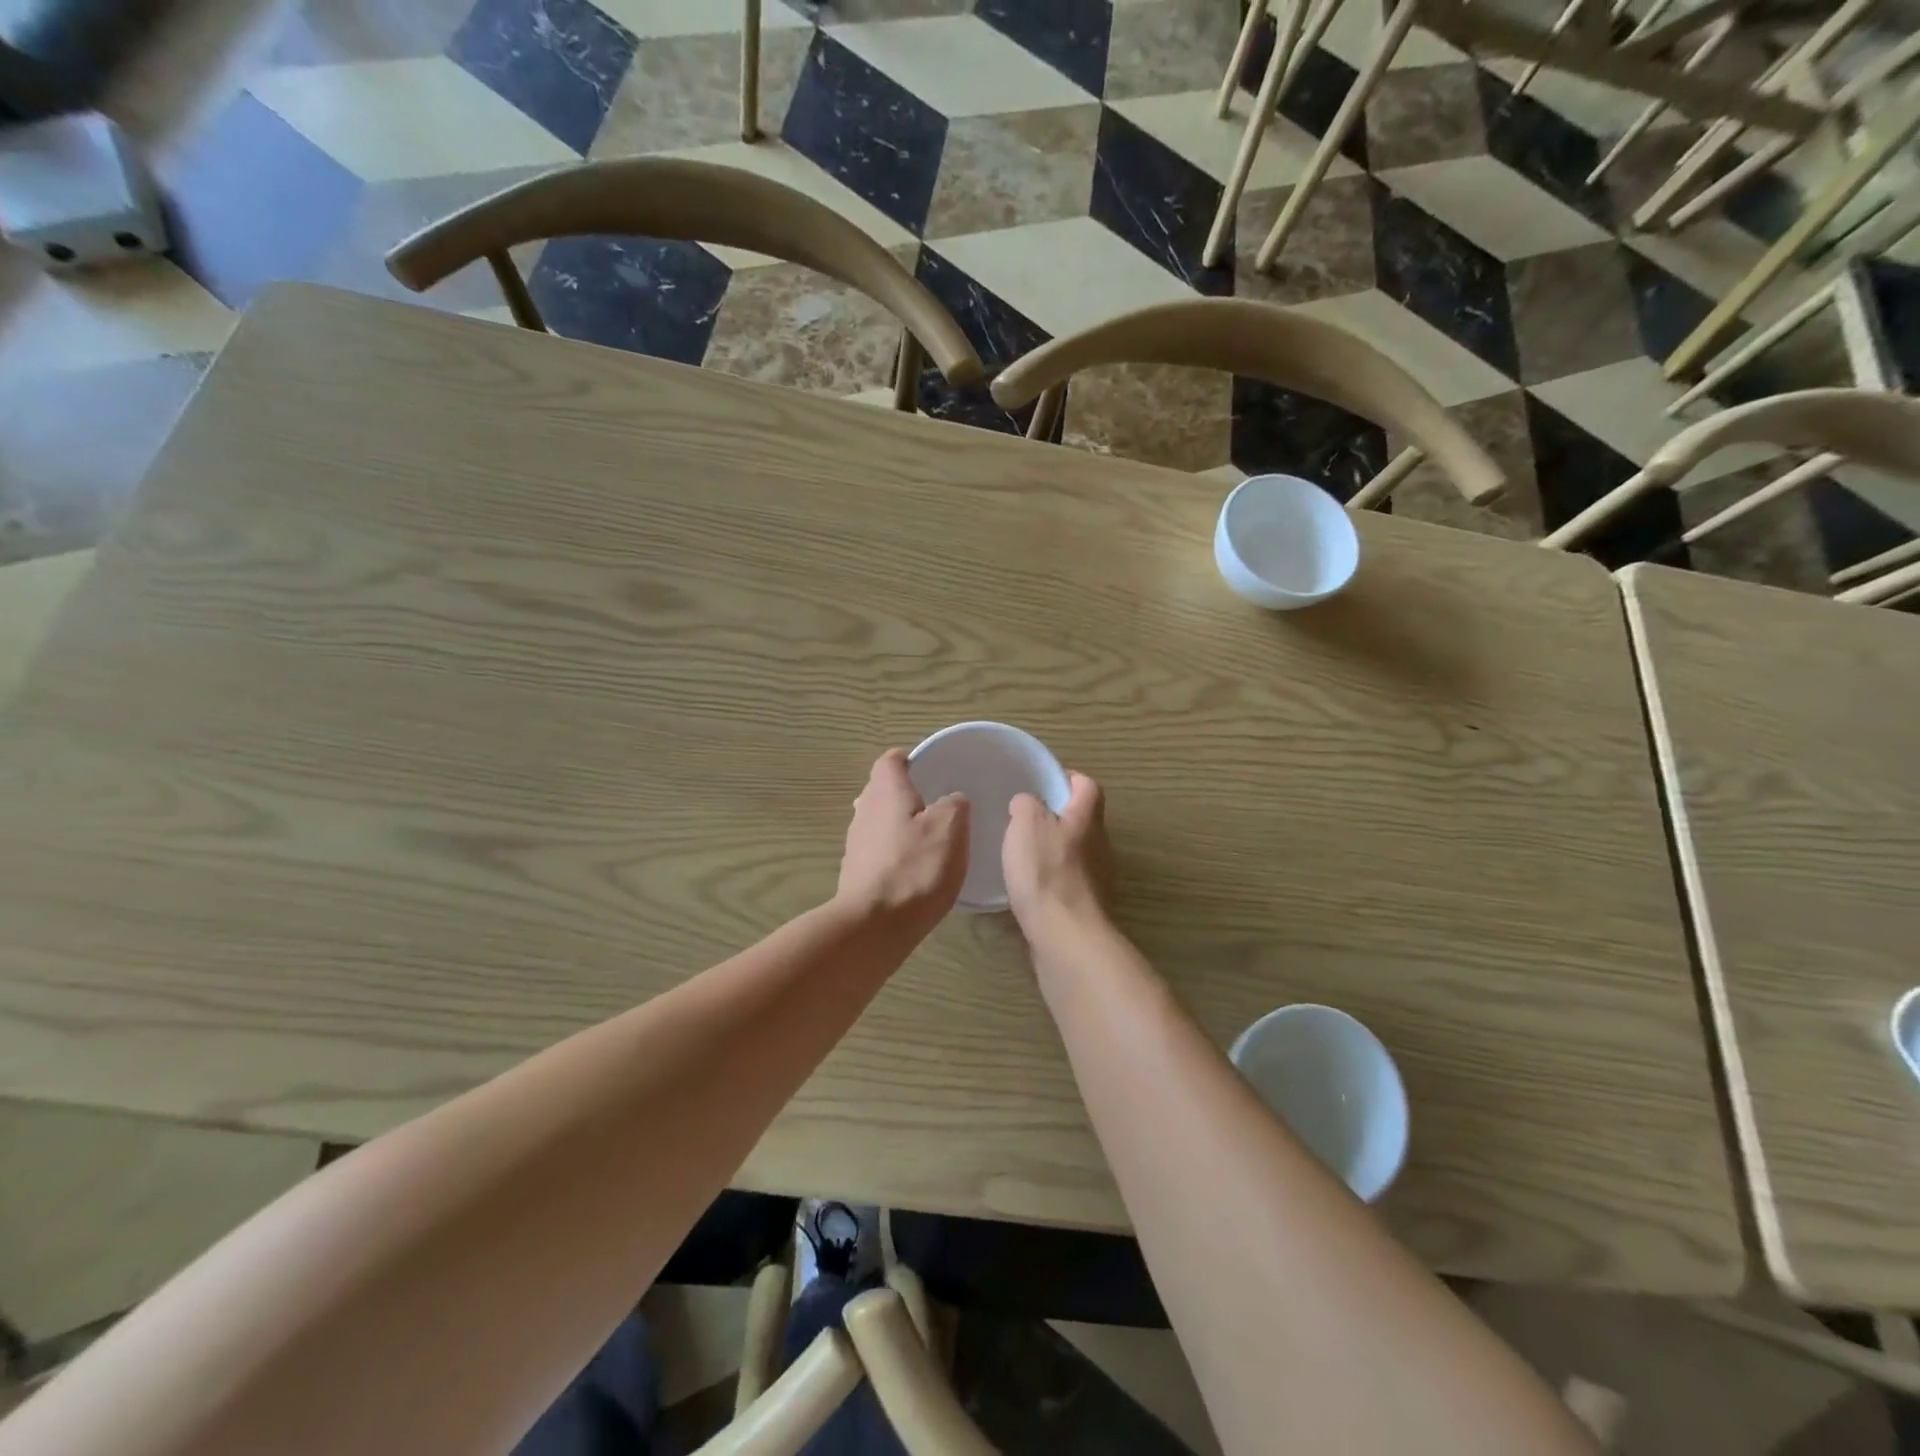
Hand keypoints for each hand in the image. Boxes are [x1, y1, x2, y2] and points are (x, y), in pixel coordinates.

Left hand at [836, 750, 969, 929]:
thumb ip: (954, 805)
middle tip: (936, 805)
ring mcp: (856, 843)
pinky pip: (878, 850)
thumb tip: (952, 800)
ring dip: (900, 825)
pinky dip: (895, 852)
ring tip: (929, 839)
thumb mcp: (951, 828)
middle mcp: (864, 810)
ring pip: (879, 821)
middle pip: (882, 790)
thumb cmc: (916, 868)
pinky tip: (914, 870)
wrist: (875, 925)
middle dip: (906, 794)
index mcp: (886, 791)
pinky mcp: (855, 872)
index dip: (909, 759)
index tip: (930, 768)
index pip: (891, 760)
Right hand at [1003, 772, 1109, 941]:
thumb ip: (1026, 804)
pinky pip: (1065, 881)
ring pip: (1073, 852)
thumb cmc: (1047, 871)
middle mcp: (1098, 844)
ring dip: (1051, 849)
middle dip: (1055, 816)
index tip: (1041, 782)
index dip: (1067, 779)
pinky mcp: (1084, 906)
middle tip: (1022, 818)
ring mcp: (1095, 878)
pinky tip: (1025, 886)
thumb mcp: (1027, 823)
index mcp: (1087, 817)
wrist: (1065, 936)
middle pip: (1081, 820)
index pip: (1087, 786)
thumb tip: (1027, 803)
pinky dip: (1048, 879)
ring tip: (1019, 852)